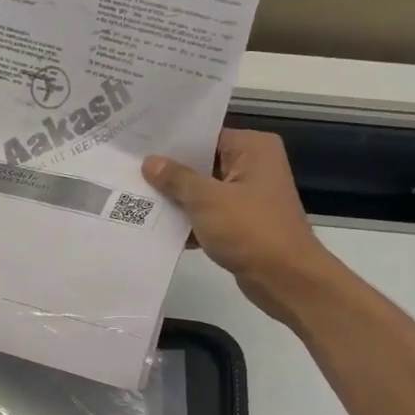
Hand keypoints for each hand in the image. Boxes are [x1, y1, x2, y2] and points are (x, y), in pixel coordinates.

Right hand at [143, 129, 340, 324]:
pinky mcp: (242, 224)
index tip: (139, 145)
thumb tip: (150, 162)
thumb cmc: (250, 229)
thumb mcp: (206, 200)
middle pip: (203, 163)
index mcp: (253, 148)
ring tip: (135, 197)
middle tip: (129, 170)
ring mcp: (248, 197)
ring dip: (177, 200)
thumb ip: (176, 179)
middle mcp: (254, 166)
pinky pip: (209, 216)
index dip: (173, 142)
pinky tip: (156, 227)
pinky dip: (189, 222)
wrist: (285, 278)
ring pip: (204, 192)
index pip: (206, 136)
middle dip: (170, 173)